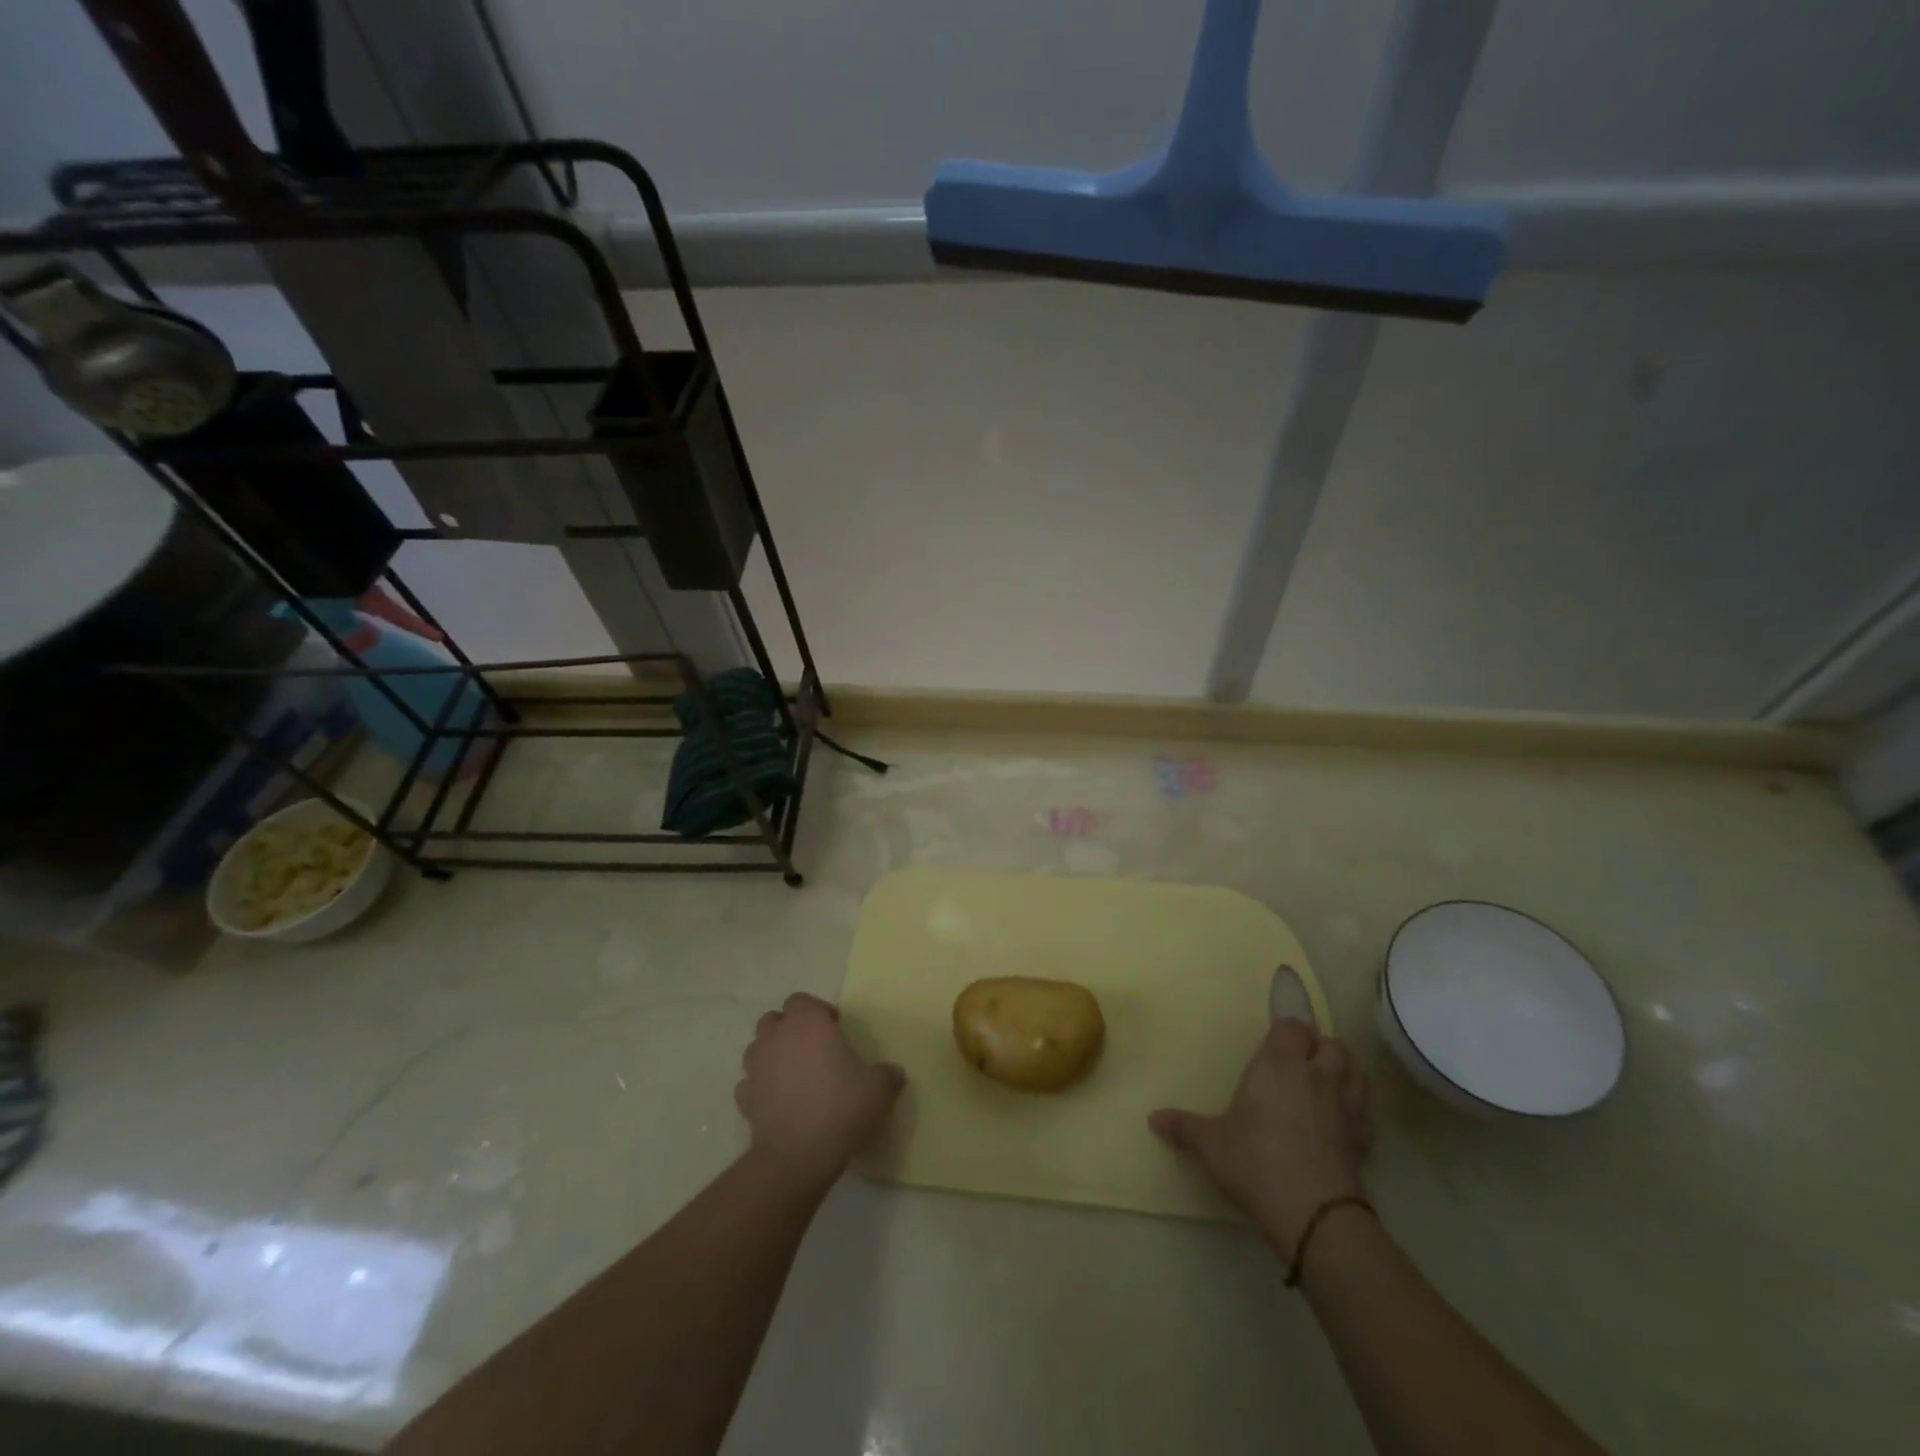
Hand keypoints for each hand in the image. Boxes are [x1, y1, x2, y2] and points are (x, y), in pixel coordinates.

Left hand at [736, 993, 903, 1182]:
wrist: (798, 1155)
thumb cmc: (841, 1107)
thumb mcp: (880, 1088)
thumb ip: (887, 1074)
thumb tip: (891, 1073)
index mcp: (808, 1023)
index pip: (802, 1000)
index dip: (817, 1011)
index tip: (835, 1028)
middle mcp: (777, 1037)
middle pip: (774, 1019)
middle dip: (790, 1029)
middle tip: (812, 1049)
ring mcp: (755, 1068)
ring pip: (758, 1048)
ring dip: (772, 1055)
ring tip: (794, 1075)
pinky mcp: (744, 1099)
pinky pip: (750, 1084)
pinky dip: (761, 1088)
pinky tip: (779, 1102)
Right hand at [1149, 1017, 1373, 1254]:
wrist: (1314, 1214)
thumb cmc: (1256, 1162)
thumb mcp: (1212, 1145)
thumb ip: (1185, 1127)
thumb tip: (1152, 1118)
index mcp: (1278, 1065)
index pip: (1292, 1026)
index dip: (1286, 1029)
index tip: (1275, 1039)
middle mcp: (1315, 1076)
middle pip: (1332, 1043)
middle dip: (1319, 1046)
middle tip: (1300, 1061)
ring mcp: (1346, 1108)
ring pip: (1356, 1073)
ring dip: (1345, 1072)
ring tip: (1327, 1083)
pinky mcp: (1363, 1141)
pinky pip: (1366, 1114)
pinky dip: (1358, 1112)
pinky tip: (1343, 1124)